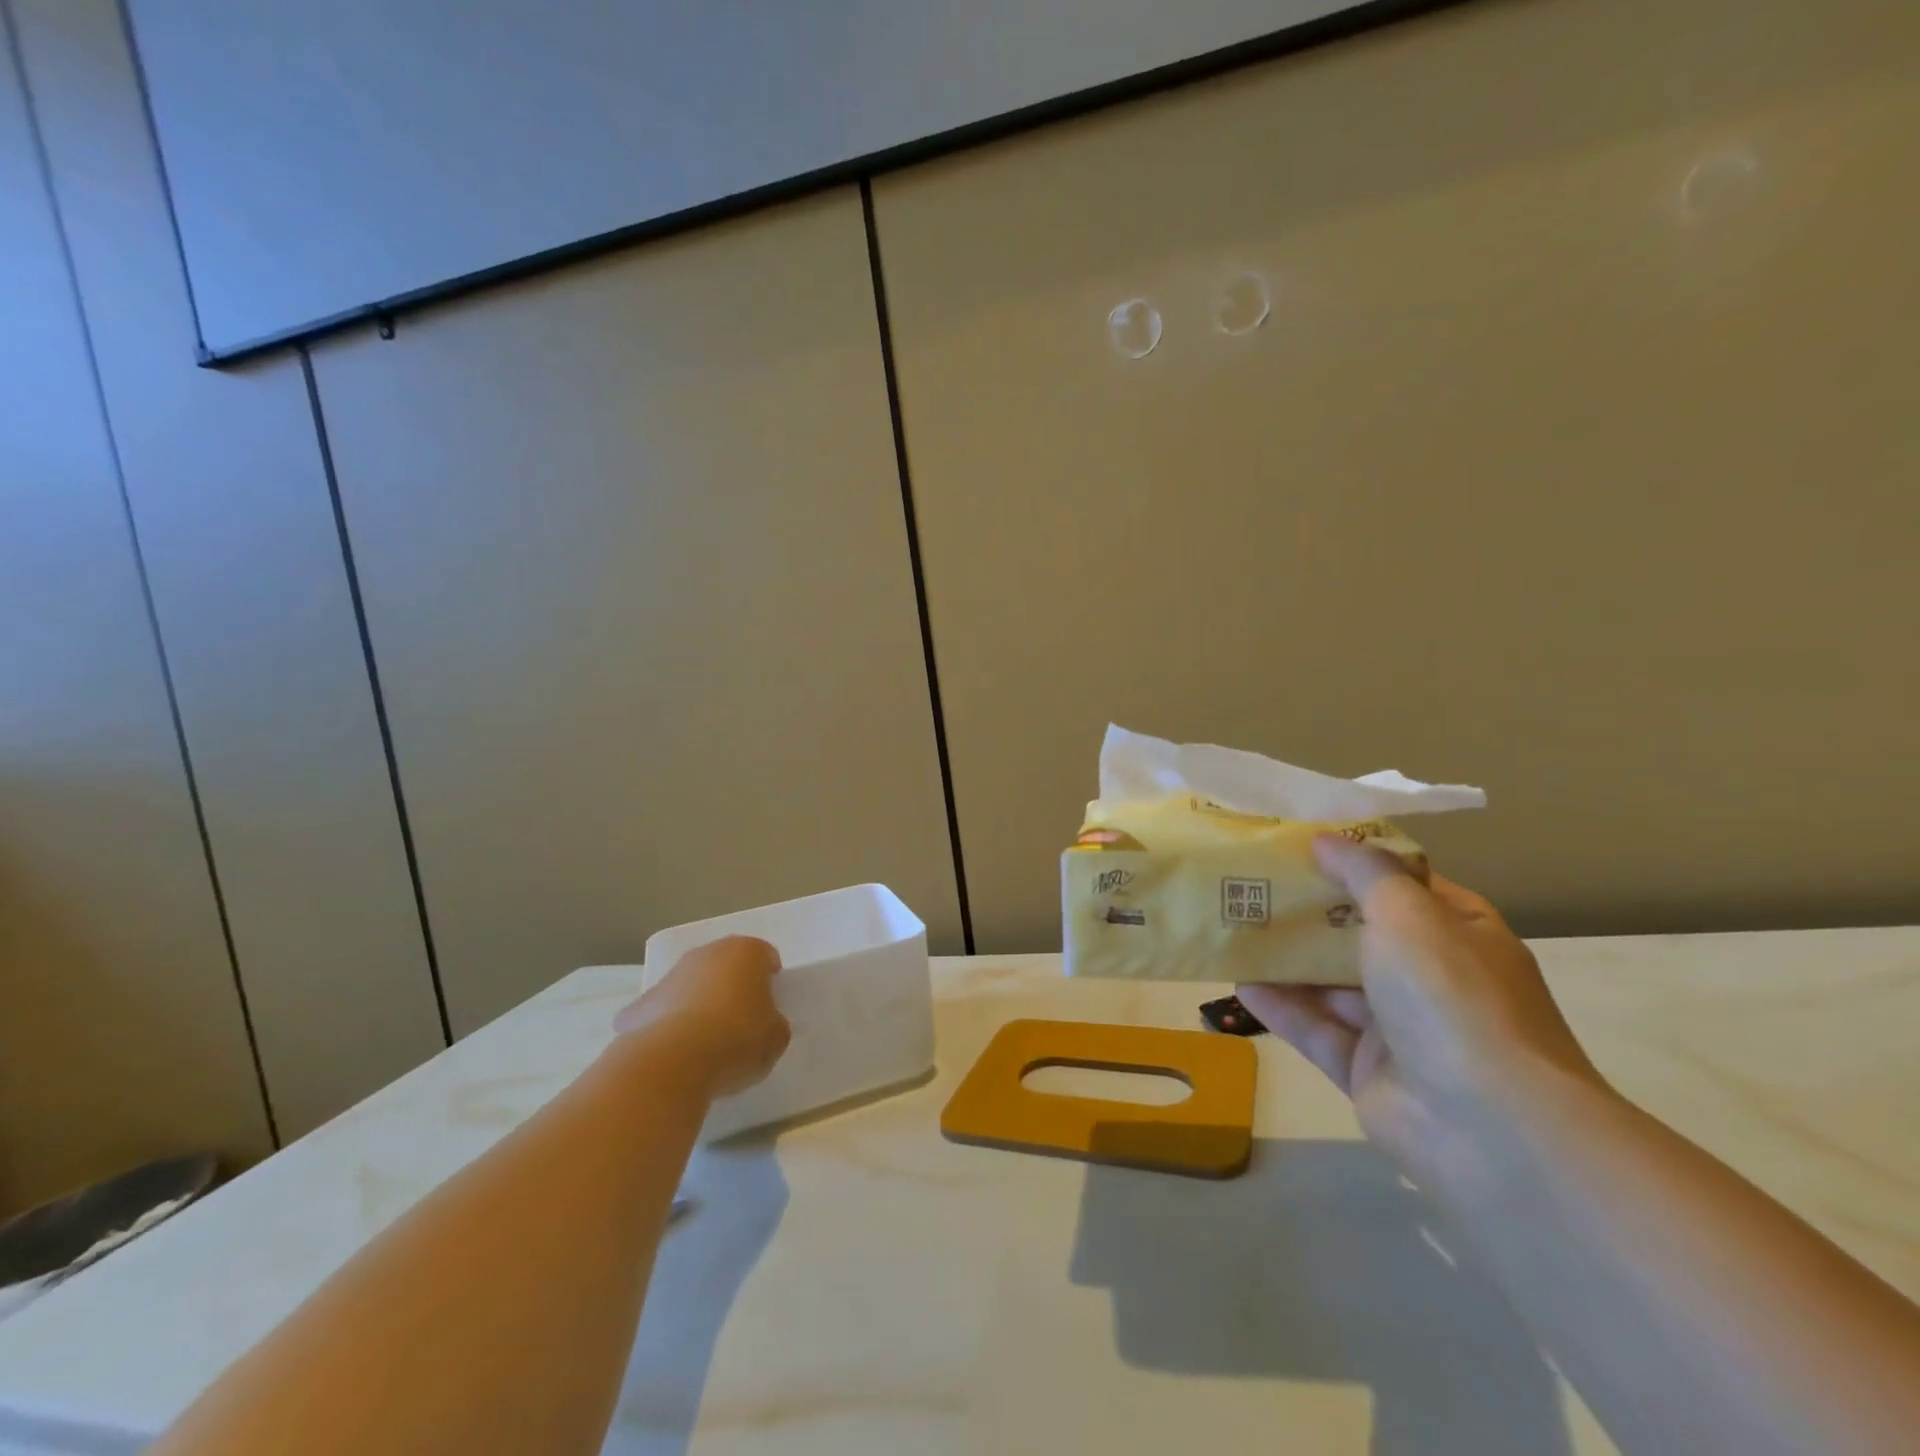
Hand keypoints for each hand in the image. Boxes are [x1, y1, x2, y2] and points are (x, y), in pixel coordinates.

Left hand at [614, 936, 790, 1098]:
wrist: (671, 1062)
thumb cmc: (736, 1039)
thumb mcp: (776, 1038)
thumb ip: (774, 1023)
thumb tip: (765, 1024)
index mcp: (746, 952)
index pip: (765, 957)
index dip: (770, 982)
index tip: (770, 1009)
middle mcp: (706, 953)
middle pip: (726, 966)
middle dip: (732, 988)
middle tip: (740, 1023)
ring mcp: (669, 976)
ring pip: (691, 986)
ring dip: (698, 1005)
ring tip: (705, 1044)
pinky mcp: (638, 1005)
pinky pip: (661, 1013)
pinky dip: (667, 1027)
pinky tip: (673, 1055)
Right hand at [1237, 836, 1604, 1185]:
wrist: (1486, 1127)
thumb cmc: (1450, 995)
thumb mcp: (1408, 912)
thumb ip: (1364, 872)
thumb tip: (1324, 840)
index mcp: (1459, 934)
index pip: (1404, 886)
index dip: (1355, 863)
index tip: (1300, 843)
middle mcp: (1433, 978)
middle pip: (1360, 933)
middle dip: (1309, 910)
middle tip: (1252, 881)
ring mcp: (1400, 1028)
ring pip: (1332, 982)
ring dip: (1288, 958)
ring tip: (1234, 926)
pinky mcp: (1366, 1070)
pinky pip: (1316, 1028)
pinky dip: (1281, 1006)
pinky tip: (1239, 983)